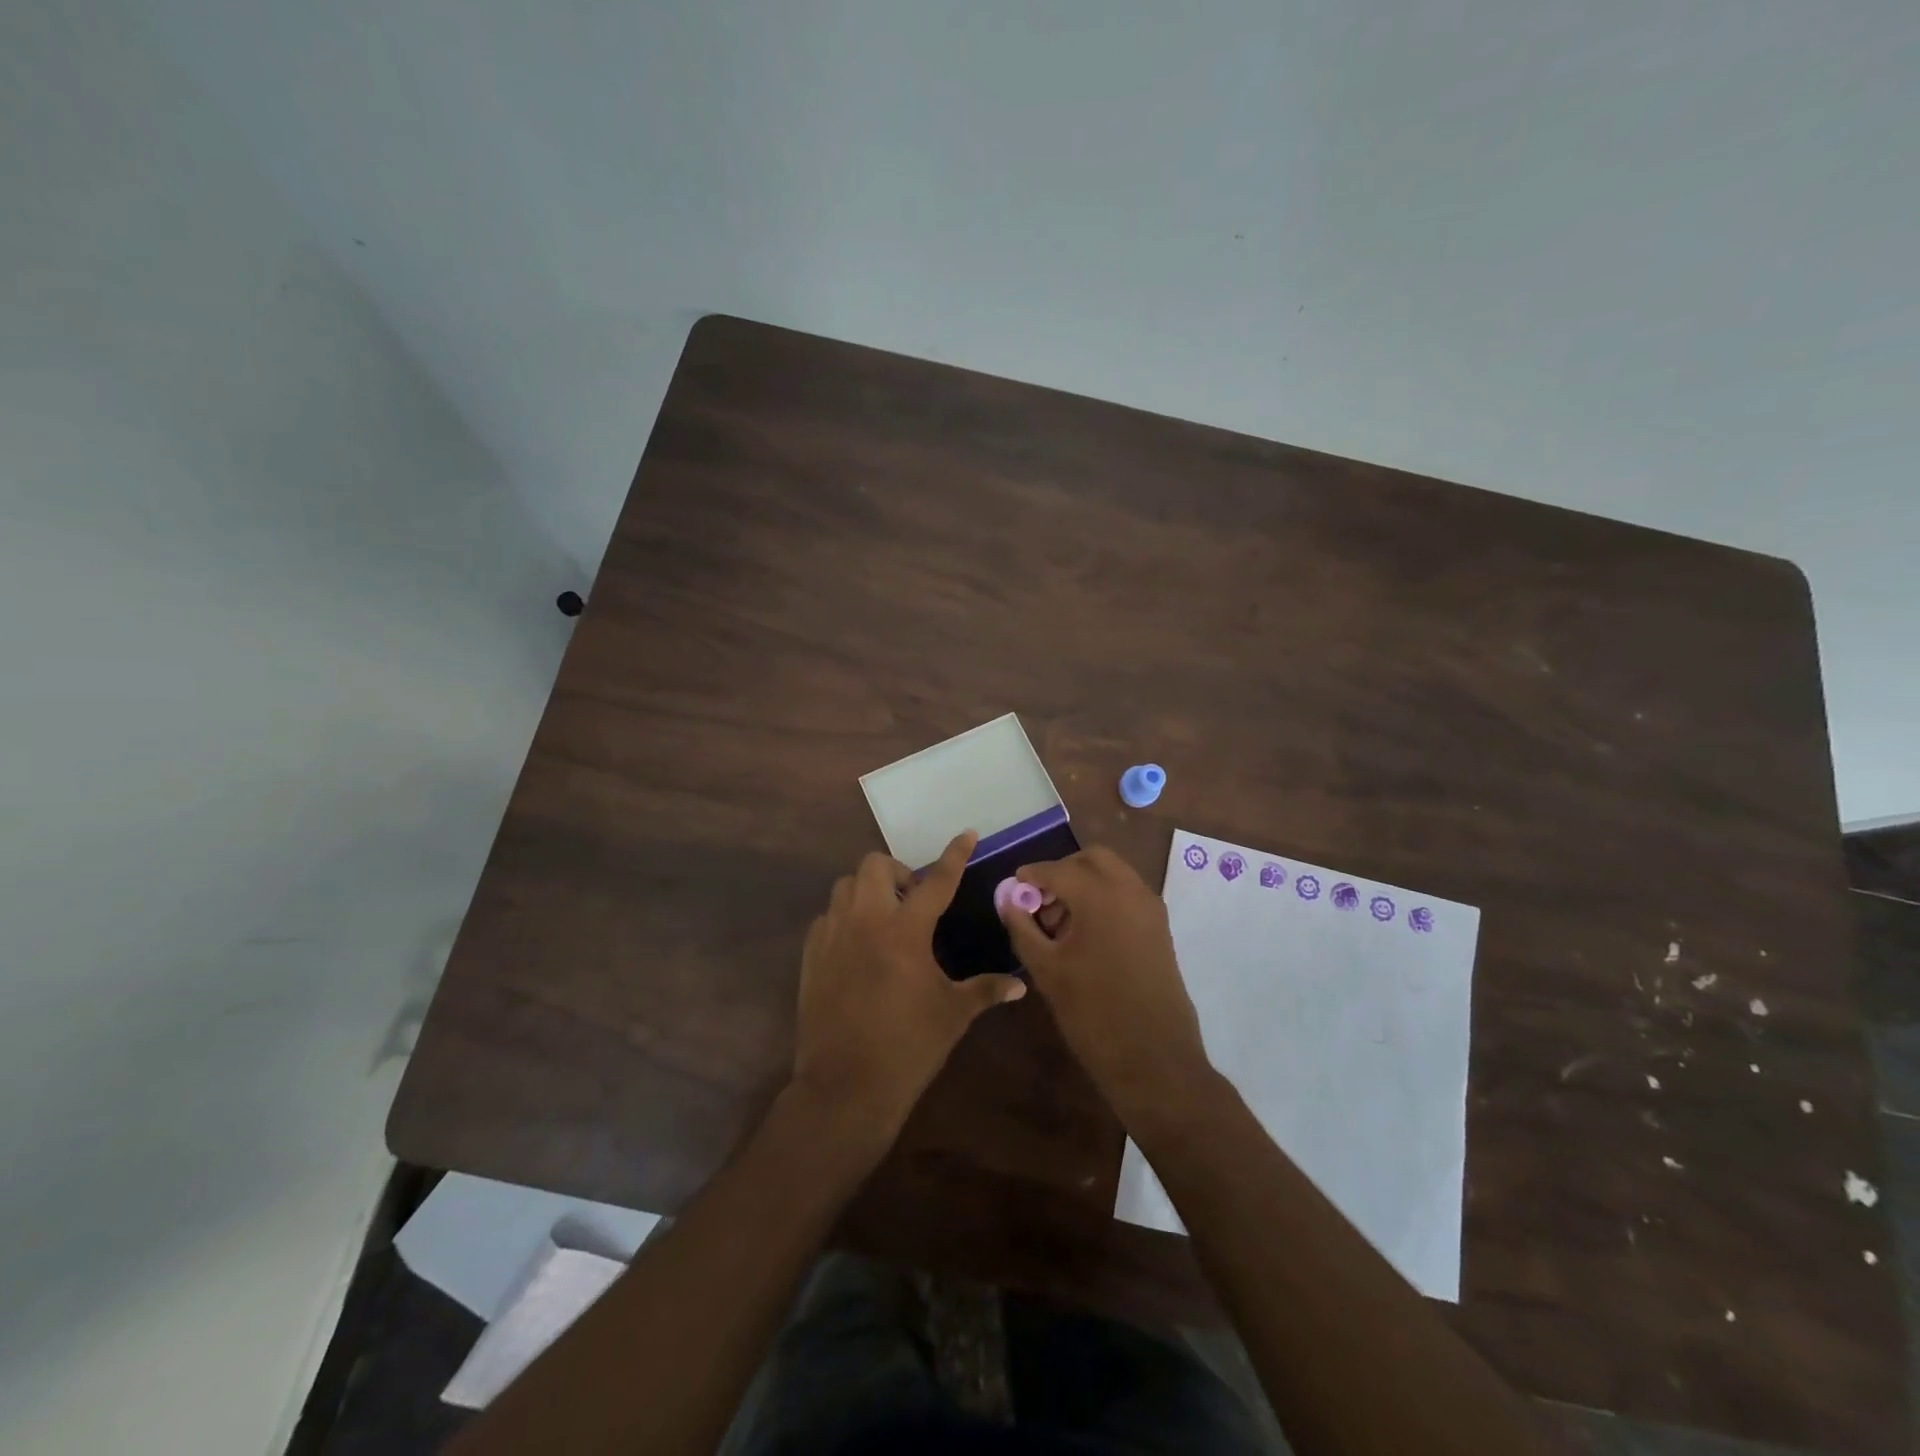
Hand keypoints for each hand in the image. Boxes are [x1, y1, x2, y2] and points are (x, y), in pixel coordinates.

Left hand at [793, 832, 1026, 1145]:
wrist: (845, 1087)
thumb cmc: (907, 1047)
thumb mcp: (953, 1015)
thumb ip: (986, 990)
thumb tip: (1020, 986)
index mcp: (905, 931)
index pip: (936, 880)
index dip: (954, 854)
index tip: (966, 833)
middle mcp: (866, 921)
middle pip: (876, 865)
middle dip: (898, 872)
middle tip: (914, 900)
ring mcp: (833, 935)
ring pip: (846, 885)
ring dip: (869, 890)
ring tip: (886, 919)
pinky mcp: (812, 955)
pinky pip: (827, 917)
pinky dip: (845, 918)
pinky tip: (858, 946)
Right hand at [1000, 846, 1211, 1121]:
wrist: (1154, 1058)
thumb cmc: (1093, 1013)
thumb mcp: (1046, 969)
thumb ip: (1022, 926)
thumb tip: (1007, 899)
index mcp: (1099, 895)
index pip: (1056, 869)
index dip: (1030, 875)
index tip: (1013, 887)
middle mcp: (1130, 890)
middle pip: (1091, 859)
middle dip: (1062, 871)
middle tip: (1040, 900)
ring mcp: (1150, 908)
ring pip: (1113, 873)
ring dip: (1085, 883)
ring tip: (1060, 921)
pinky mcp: (1160, 927)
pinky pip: (1127, 894)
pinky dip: (1105, 897)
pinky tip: (1085, 933)